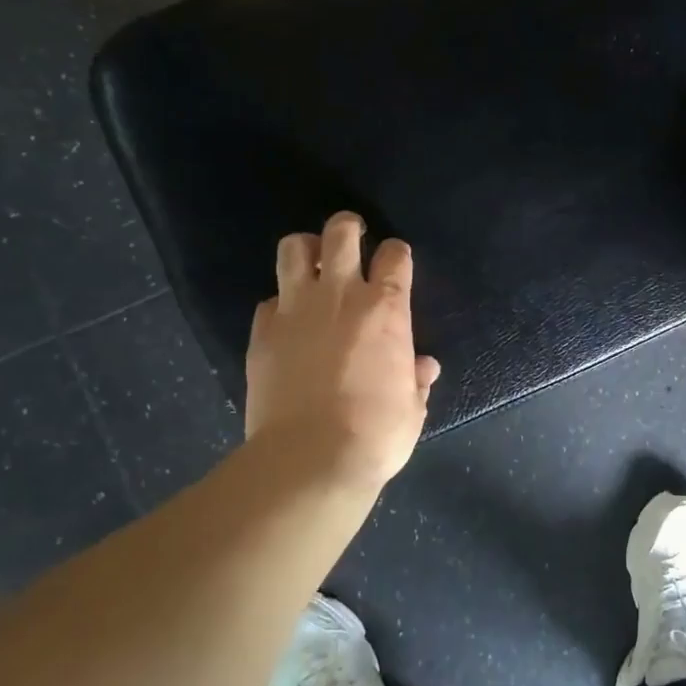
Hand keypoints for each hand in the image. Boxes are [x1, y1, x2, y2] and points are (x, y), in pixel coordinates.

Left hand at [244, 212, 440, 490]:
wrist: (309, 458)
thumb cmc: (376, 433)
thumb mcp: (412, 408)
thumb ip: (416, 379)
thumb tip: (423, 367)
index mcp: (386, 308)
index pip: (395, 255)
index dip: (397, 255)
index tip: (395, 265)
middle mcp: (340, 294)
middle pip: (341, 232)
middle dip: (348, 227)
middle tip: (352, 239)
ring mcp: (295, 309)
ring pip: (293, 248)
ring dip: (306, 250)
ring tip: (312, 266)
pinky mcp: (262, 331)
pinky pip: (269, 300)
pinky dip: (281, 304)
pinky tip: (288, 323)